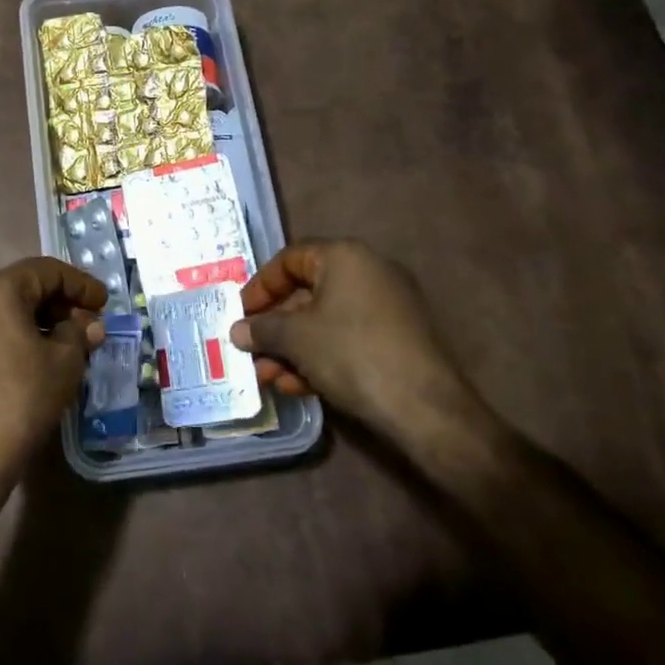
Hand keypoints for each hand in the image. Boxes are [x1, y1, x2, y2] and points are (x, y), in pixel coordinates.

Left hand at [0, 258, 105, 491]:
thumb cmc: (18, 402)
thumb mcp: (63, 365)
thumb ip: (79, 335)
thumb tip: (87, 326)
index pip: (45, 271)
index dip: (80, 284)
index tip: (103, 303)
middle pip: (19, 289)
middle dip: (57, 305)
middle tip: (86, 327)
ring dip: (33, 323)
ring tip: (63, 347)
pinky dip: (9, 340)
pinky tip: (30, 364)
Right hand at [231, 239, 495, 442]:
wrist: (426, 408)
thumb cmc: (352, 354)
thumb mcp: (297, 339)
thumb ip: (262, 329)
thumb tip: (238, 331)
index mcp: (345, 256)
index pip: (289, 259)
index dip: (260, 286)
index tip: (240, 314)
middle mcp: (368, 271)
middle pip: (306, 292)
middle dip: (274, 327)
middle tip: (250, 351)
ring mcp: (387, 306)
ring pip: (325, 321)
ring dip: (292, 348)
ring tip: (268, 378)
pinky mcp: (397, 339)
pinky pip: (347, 338)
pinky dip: (320, 356)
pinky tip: (297, 386)